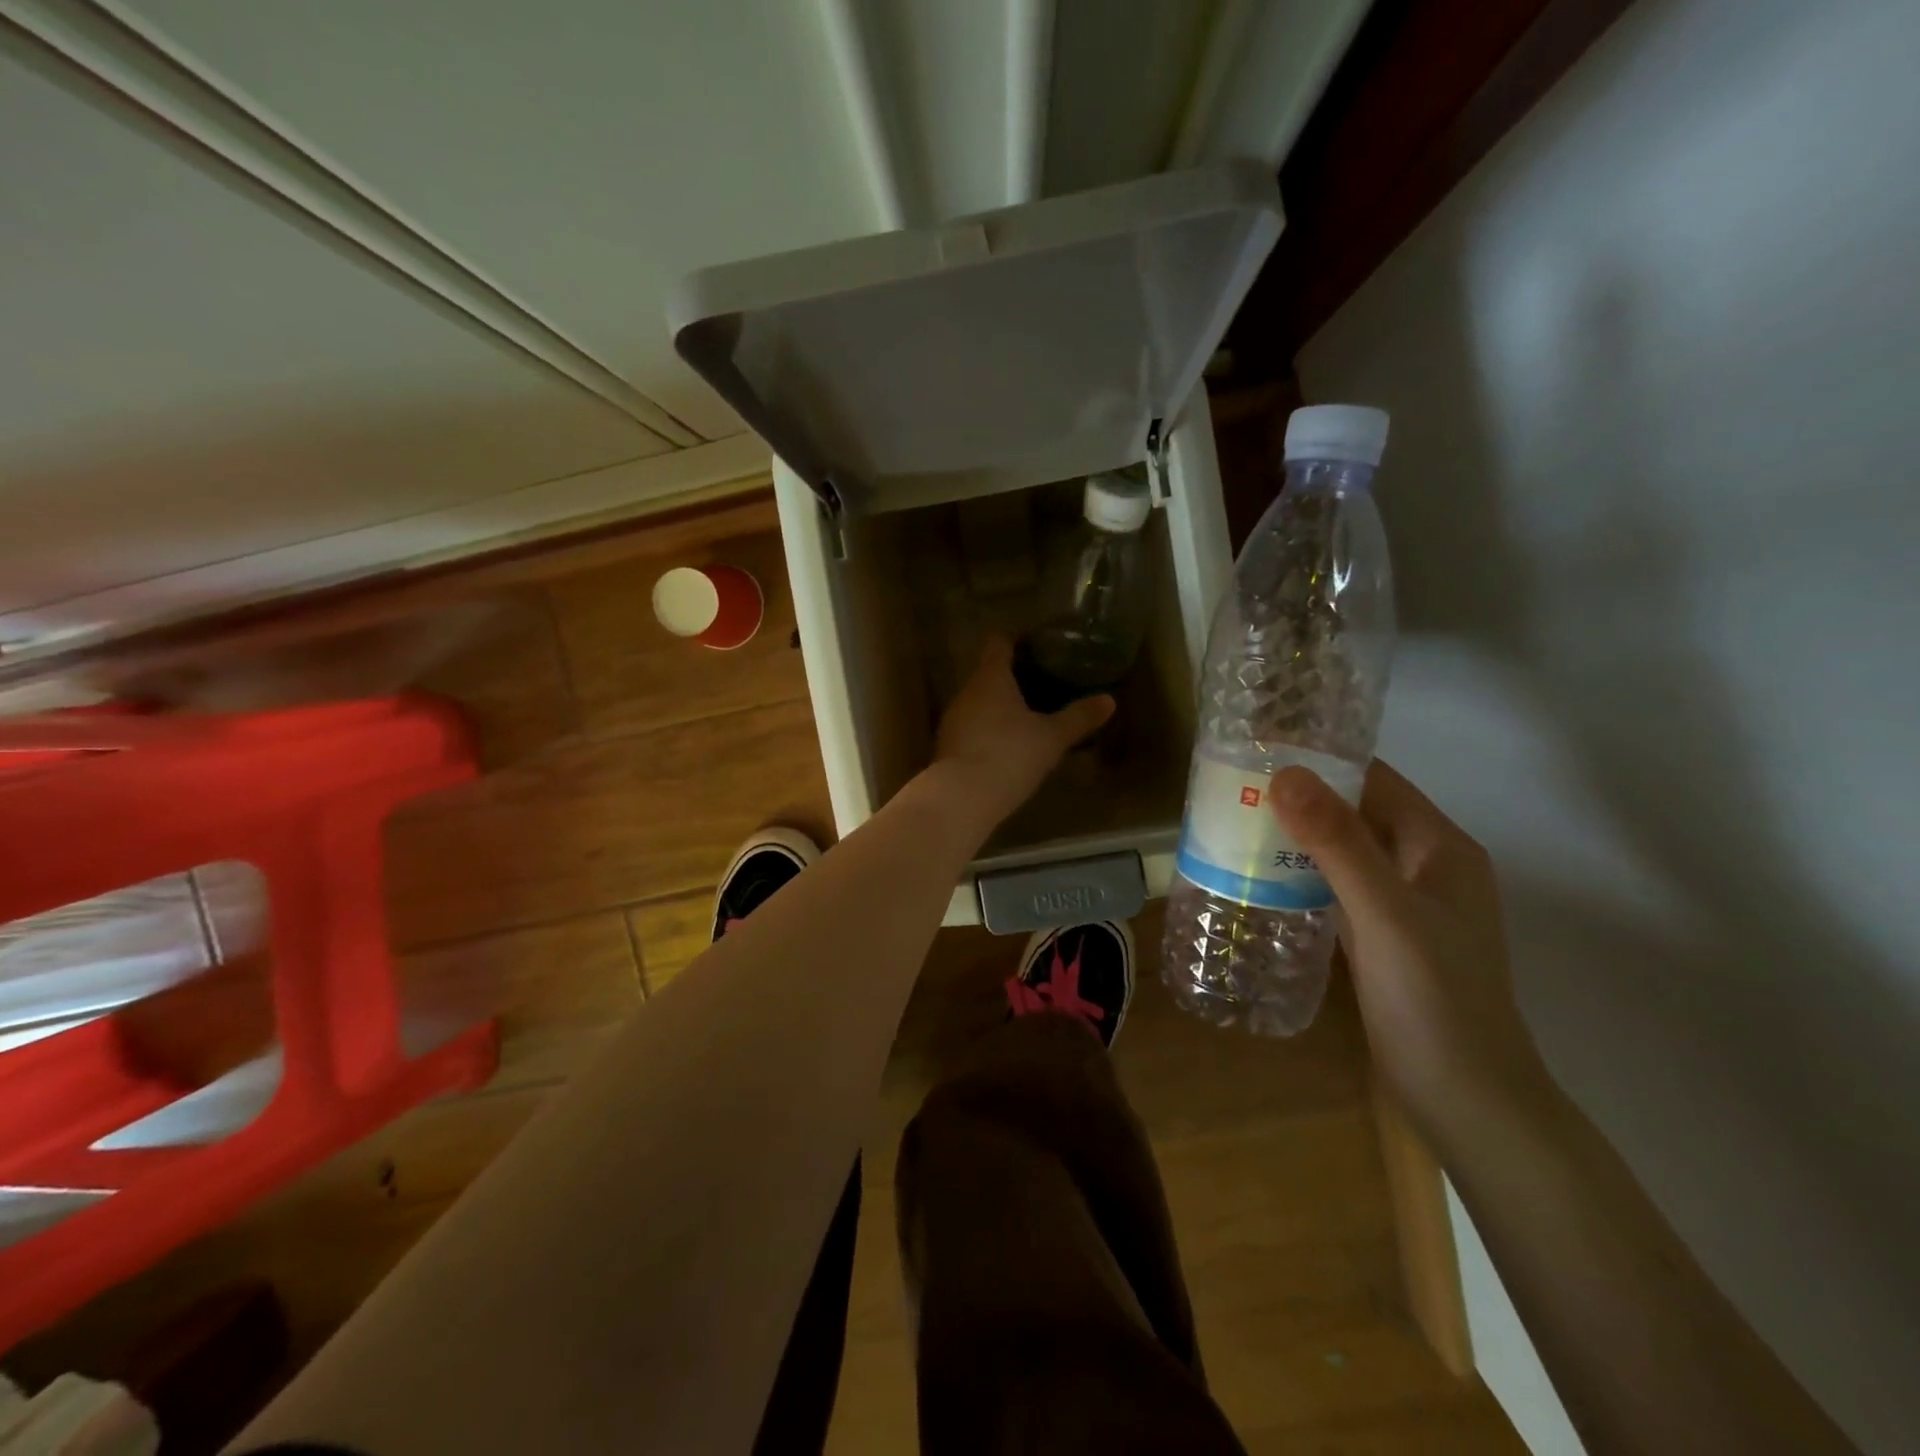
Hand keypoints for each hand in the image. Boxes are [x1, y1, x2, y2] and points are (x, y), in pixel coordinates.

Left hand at [929, 637, 1113, 832]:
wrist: (962, 797)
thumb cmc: (1010, 754)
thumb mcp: (1052, 738)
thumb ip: (1079, 717)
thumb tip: (1109, 700)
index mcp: (991, 678)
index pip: (998, 645)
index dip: (1014, 642)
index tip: (1035, 646)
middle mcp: (966, 692)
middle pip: (987, 674)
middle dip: (1010, 678)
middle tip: (1039, 684)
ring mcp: (952, 720)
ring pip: (977, 703)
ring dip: (997, 707)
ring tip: (1024, 716)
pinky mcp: (946, 747)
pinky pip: (970, 728)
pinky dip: (986, 731)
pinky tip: (1004, 746)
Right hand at [1269, 760, 1550, 1147]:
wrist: (1467, 1102)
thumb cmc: (1434, 999)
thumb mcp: (1383, 914)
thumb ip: (1337, 843)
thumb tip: (1284, 773)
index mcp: (1439, 847)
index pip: (1375, 779)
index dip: (1321, 760)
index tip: (1258, 751)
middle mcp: (1424, 866)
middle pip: (1356, 812)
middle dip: (1300, 798)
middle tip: (1232, 788)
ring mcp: (1404, 904)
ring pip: (1343, 851)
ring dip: (1297, 837)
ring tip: (1234, 824)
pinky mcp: (1383, 937)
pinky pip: (1337, 888)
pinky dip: (1302, 876)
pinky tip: (1260, 878)